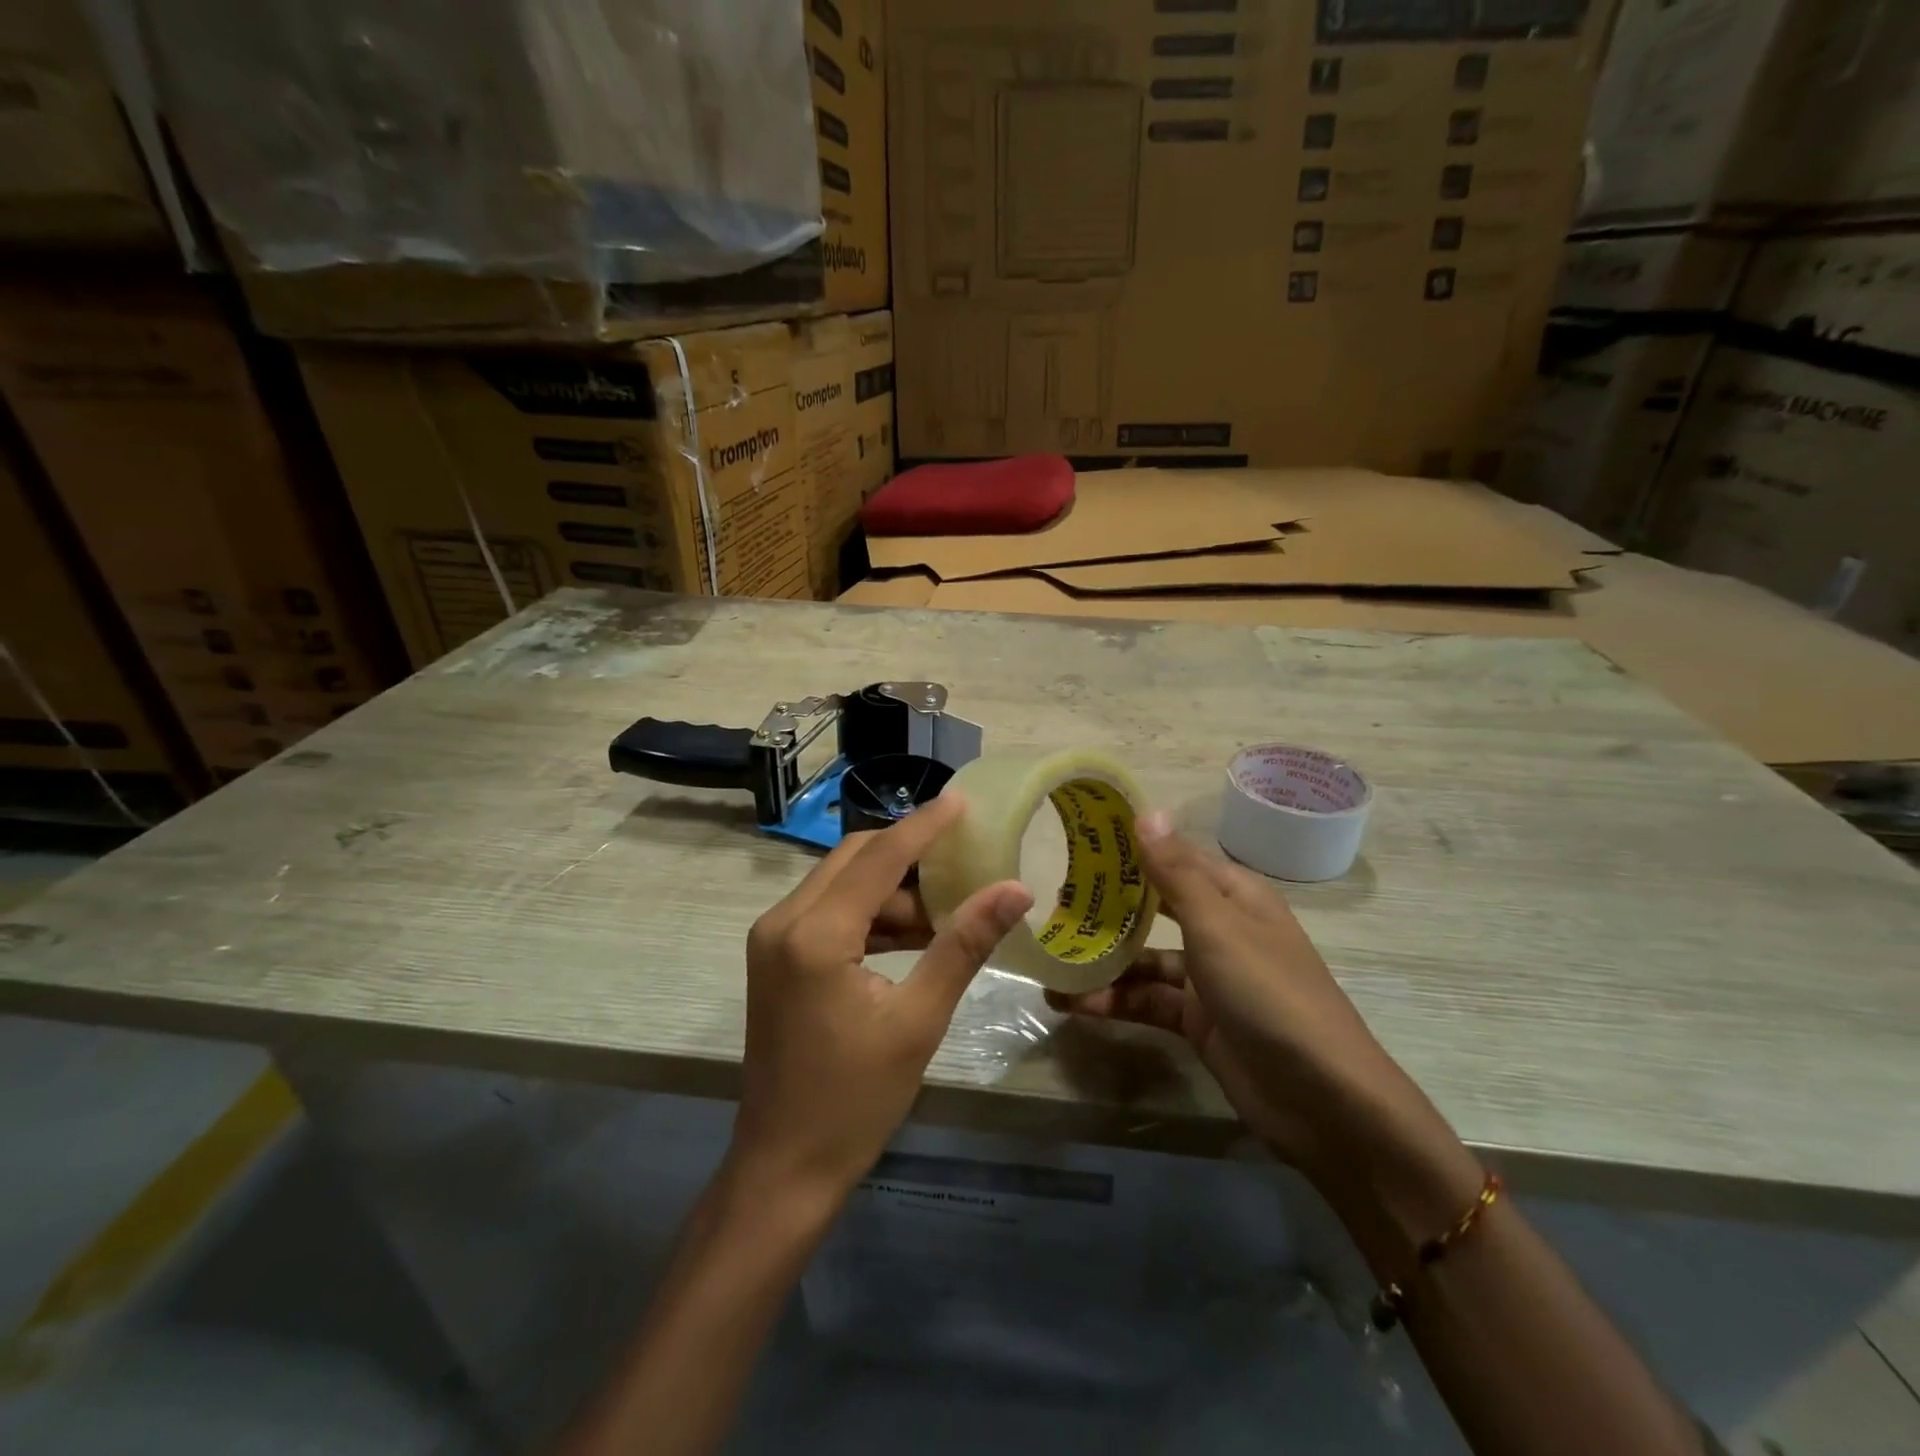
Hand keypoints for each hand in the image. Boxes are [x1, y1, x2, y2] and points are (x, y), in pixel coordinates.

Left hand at [733, 793, 1032, 1199]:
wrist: (784, 1168)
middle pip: (853, 859)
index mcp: (815, 934)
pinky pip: (829, 912)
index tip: (963, 801)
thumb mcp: (918, 1020)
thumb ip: (964, 946)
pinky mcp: (776, 958)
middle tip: (964, 854)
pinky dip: (871, 914)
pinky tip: (914, 934)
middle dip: (909, 853)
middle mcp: (783, 921)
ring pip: (840, 884)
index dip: (924, 826)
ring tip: (949, 907)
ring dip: (892, 889)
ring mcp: (773, 939)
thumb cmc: (855, 1100)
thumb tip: (1015, 890)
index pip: (879, 857)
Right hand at [1047, 814, 1437, 1177]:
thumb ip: (1176, 873)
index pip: (1173, 857)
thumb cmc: (1269, 993)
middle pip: (1154, 907)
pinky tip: (1071, 1005)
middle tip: (1050, 903)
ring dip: (1102, 962)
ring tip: (1049, 962)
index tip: (1075, 840)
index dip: (1130, 848)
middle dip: (1107, 906)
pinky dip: (1113, 1002)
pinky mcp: (1197, 1021)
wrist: (1323, 1100)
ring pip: (1145, 959)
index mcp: (1233, 895)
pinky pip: (1147, 1001)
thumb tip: (1147, 811)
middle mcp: (1220, 929)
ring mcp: (1208, 978)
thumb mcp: (1218, 927)